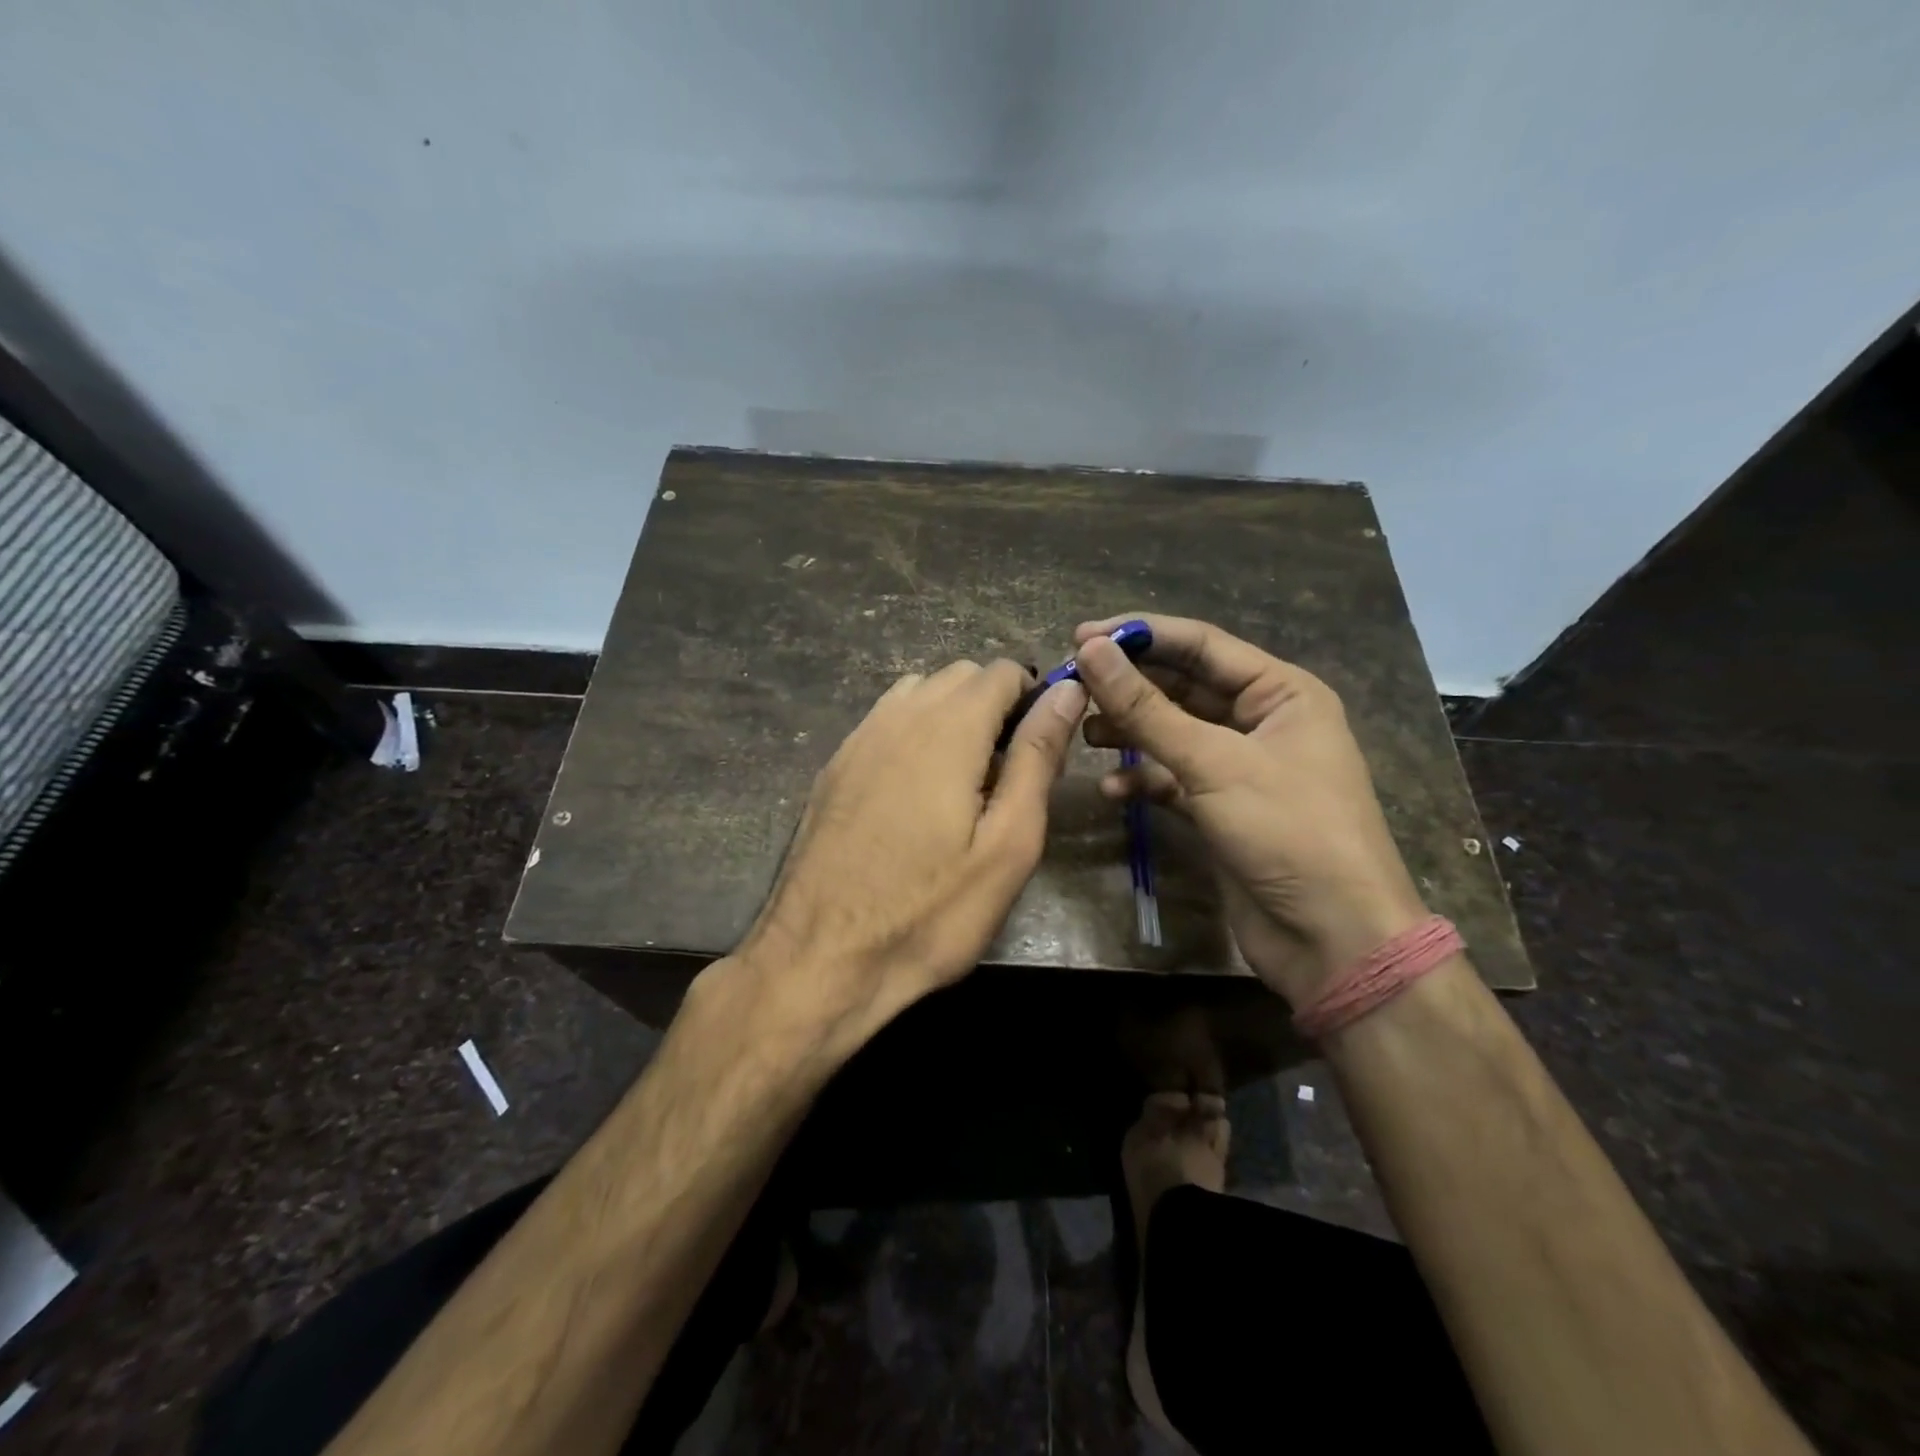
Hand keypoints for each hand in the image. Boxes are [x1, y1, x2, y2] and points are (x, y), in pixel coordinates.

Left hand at [731, 659, 1086, 1053]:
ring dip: (951, 717)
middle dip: (994, 706)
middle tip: (1007, 774)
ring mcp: (857, 739)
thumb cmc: (930, 911)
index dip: (1033, 697)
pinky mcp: (834, 767)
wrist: (821, 958)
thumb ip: (1037, 757)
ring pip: (918, 694)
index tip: (1042, 748)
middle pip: (959, 677)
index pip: (1001, 671)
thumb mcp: (1007, 843)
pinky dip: (914, 734)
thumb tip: (1067, 690)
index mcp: (947, 728)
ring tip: (963, 782)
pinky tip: (915, 793)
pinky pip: (885, 722)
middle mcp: (898, 716)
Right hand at [1074, 614, 1425, 1005]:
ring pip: (1174, 733)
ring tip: (1083, 734)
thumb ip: (1146, 708)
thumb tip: (1090, 652)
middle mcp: (1263, 721)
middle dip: (1129, 687)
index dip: (1140, 636)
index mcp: (1282, 692)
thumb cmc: (1288, 832)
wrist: (1333, 940)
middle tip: (1071, 685)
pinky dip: (1144, 780)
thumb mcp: (1213, 763)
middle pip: (1184, 687)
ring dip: (1130, 732)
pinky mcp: (1223, 808)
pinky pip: (1174, 778)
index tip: (1080, 637)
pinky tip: (1111, 791)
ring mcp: (1242, 767)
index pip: (1201, 645)